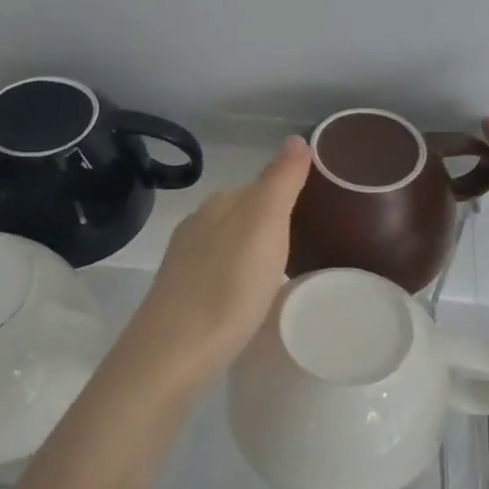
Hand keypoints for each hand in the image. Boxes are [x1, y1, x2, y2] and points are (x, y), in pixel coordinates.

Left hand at [121, 136, 313, 385]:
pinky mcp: (180, 294)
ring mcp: (185, 260)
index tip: (315, 214)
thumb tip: (296, 138)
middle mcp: (198, 224)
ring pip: (229, 243)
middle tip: (306, 245)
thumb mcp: (265, 225)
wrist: (174, 351)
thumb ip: (280, 181)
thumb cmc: (229, 286)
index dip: (287, 195)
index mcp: (221, 204)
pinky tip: (248, 297)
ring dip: (253, 252)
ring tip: (281, 274)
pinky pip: (218, 272)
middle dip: (270, 224)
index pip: (260, 186)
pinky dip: (237, 276)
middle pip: (243, 214)